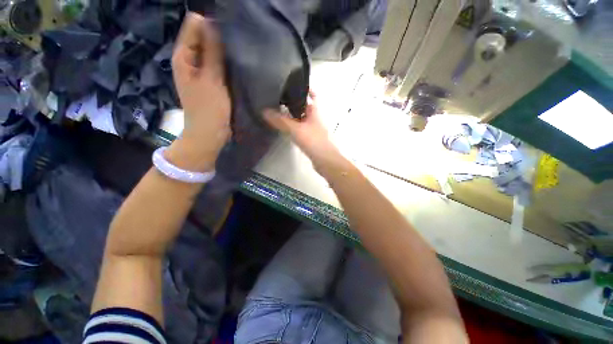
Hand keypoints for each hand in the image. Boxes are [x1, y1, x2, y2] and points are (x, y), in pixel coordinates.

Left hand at [166, 12, 230, 171]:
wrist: (210, 134)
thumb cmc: (208, 109)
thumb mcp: (211, 80)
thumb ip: (212, 52)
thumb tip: (212, 22)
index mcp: (184, 56)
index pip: (195, 25)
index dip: (211, 24)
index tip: (230, 31)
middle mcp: (191, 60)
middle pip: (204, 37)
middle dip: (220, 37)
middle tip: (239, 45)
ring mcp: (203, 71)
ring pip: (214, 52)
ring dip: (226, 52)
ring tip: (241, 55)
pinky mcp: (213, 81)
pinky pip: (220, 65)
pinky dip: (228, 64)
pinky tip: (239, 66)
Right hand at [264, 91, 346, 174]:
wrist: (325, 161)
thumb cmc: (313, 141)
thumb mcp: (296, 129)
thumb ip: (280, 121)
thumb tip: (264, 111)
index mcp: (315, 112)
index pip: (312, 96)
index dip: (304, 89)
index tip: (292, 84)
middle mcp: (315, 119)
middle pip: (304, 107)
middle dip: (293, 103)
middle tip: (278, 98)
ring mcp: (313, 130)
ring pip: (301, 119)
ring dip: (292, 115)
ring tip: (277, 111)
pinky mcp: (310, 139)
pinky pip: (300, 129)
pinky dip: (293, 127)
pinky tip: (285, 128)